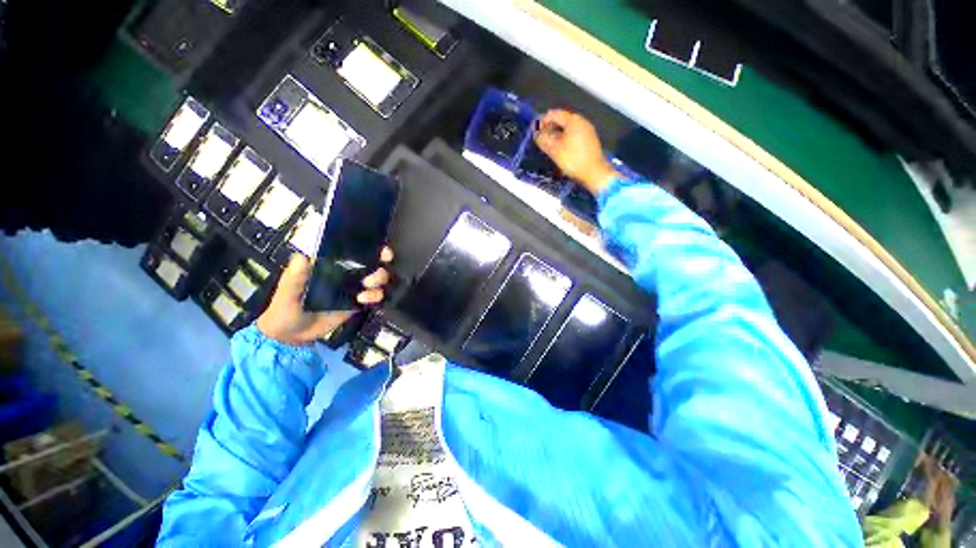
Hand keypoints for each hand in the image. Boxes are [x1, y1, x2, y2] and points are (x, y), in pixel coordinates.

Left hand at [256, 247, 393, 344]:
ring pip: (377, 278)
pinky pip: (375, 296)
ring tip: (367, 285)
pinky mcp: (358, 303)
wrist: (292, 336)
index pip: (353, 251)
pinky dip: (375, 296)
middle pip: (372, 263)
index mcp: (330, 264)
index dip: (369, 247)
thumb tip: (301, 257)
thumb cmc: (285, 307)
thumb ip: (295, 277)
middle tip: (379, 267)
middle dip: (380, 261)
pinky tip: (363, 300)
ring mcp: (353, 288)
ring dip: (379, 279)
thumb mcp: (287, 291)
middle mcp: (346, 273)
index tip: (380, 249)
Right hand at [534, 109, 619, 194]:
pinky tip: (560, 149)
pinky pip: (574, 135)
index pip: (554, 114)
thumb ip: (543, 140)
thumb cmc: (573, 160)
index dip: (543, 121)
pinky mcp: (590, 141)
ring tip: (549, 145)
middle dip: (550, 128)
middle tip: (541, 139)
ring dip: (557, 134)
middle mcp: (582, 122)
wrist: (594, 173)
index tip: (535, 131)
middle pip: (562, 120)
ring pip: (568, 129)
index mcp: (573, 120)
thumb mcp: (554, 150)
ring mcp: (587, 131)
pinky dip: (565, 139)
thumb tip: (536, 134)